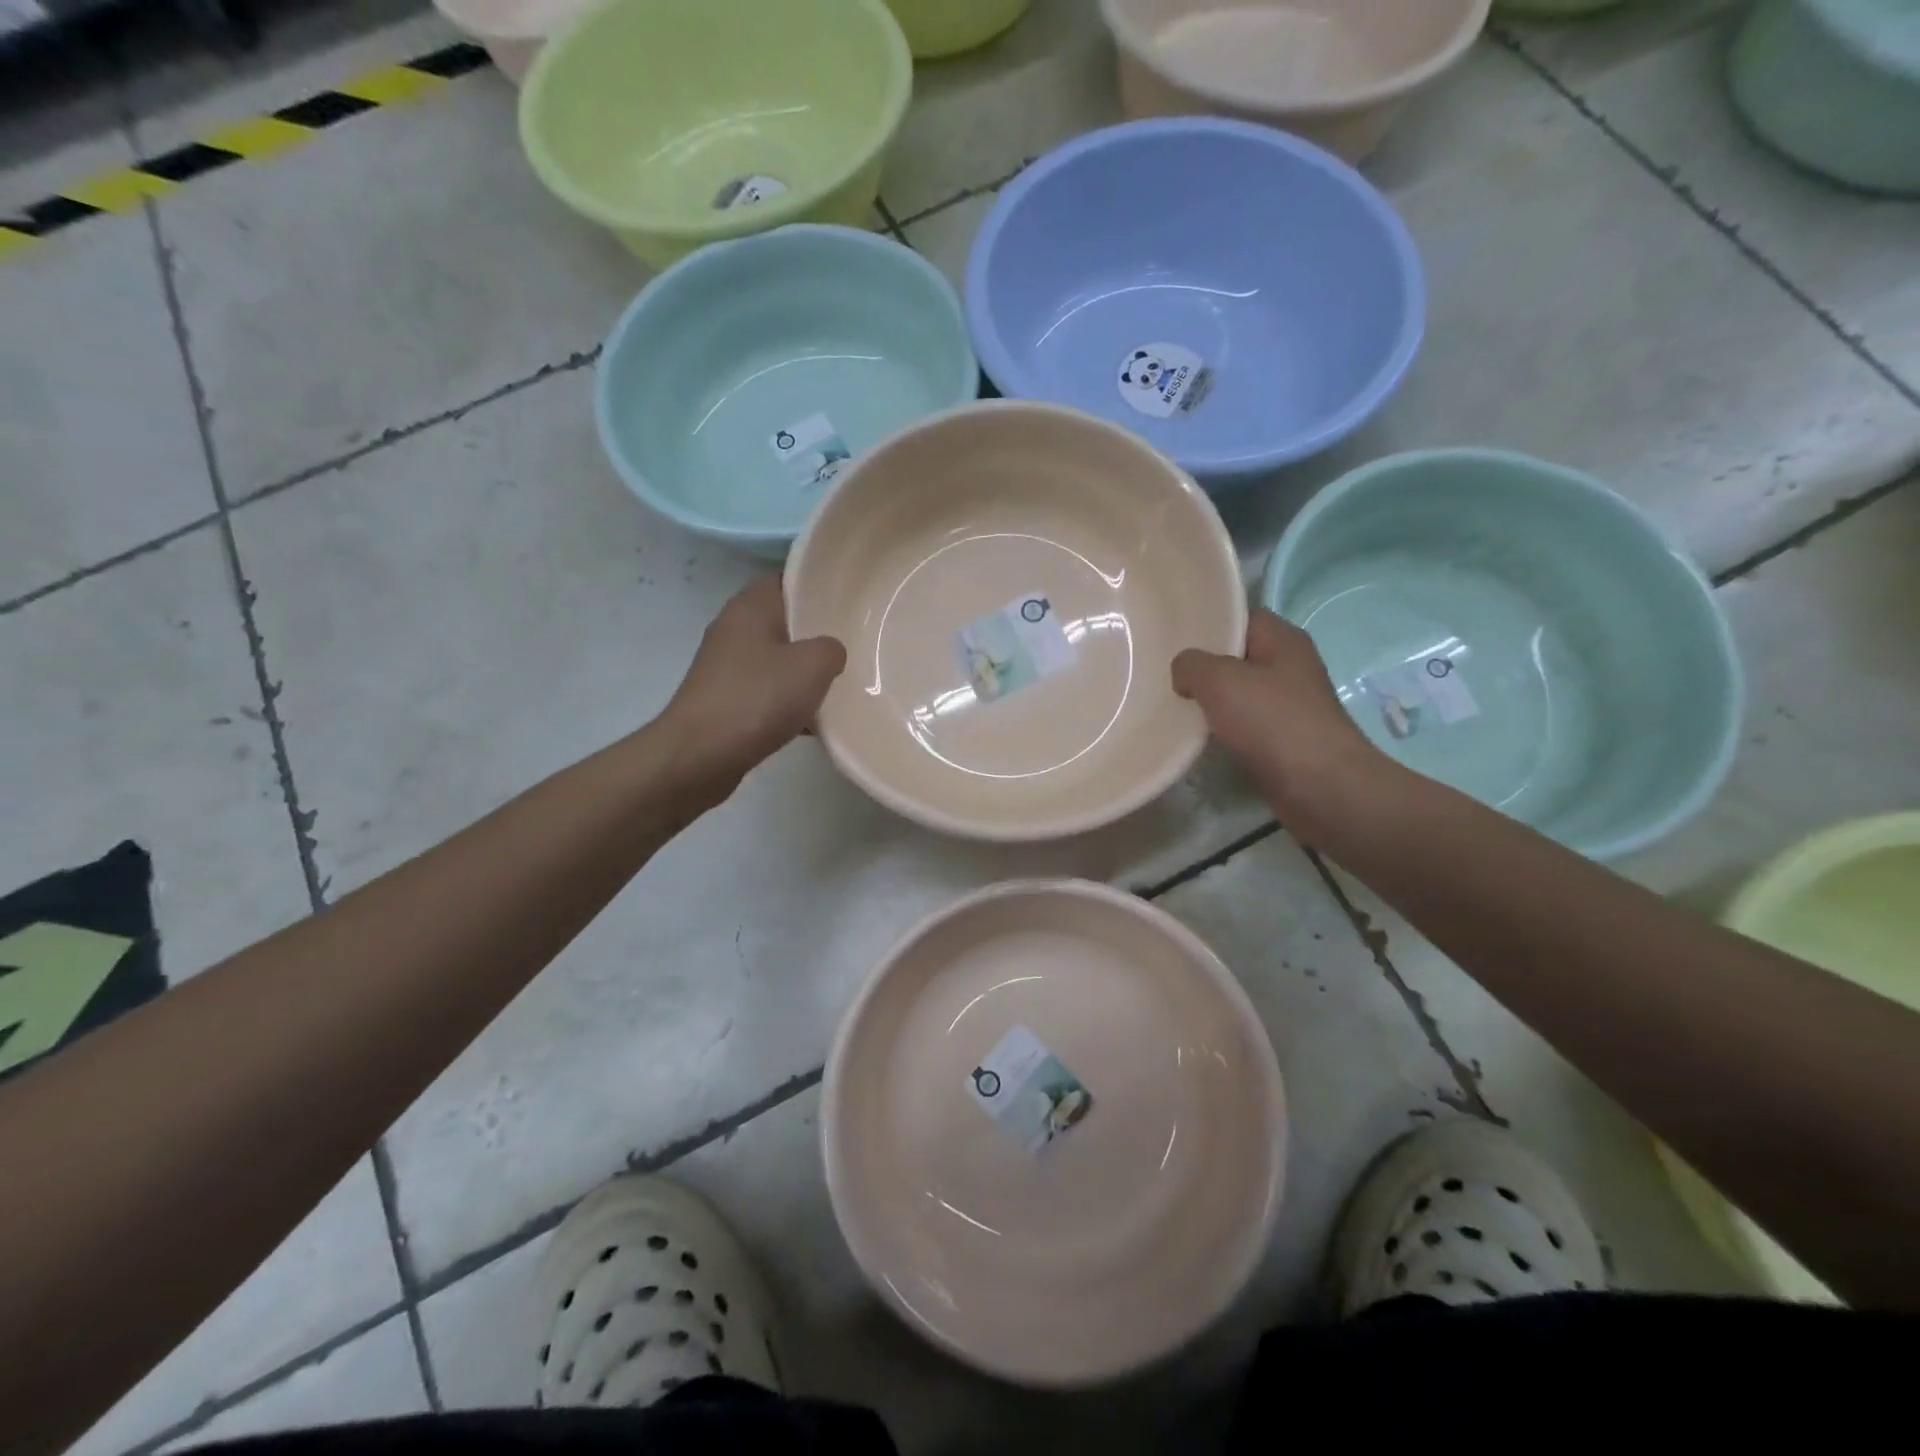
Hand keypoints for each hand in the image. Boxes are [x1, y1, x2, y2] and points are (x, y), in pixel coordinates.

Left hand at [663, 577, 846, 785]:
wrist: (699, 756)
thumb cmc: (756, 698)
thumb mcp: (813, 665)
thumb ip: (832, 648)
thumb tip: (829, 652)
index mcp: (750, 607)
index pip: (787, 579)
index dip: (817, 586)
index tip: (848, 601)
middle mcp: (733, 629)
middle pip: (783, 620)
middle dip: (816, 633)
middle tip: (853, 643)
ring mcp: (726, 667)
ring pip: (776, 659)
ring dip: (803, 672)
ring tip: (841, 684)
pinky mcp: (725, 701)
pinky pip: (766, 692)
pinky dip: (788, 703)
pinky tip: (814, 722)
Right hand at [1172, 609, 1384, 831]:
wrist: (1321, 788)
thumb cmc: (1273, 723)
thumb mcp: (1220, 680)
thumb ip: (1191, 665)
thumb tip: (1184, 673)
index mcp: (1283, 639)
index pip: (1240, 616)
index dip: (1207, 621)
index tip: (1171, 635)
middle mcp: (1290, 666)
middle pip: (1237, 656)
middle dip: (1203, 665)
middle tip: (1164, 672)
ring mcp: (1289, 705)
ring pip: (1238, 693)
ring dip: (1211, 701)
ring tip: (1173, 703)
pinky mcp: (1284, 740)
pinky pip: (1244, 725)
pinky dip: (1222, 730)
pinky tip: (1197, 737)